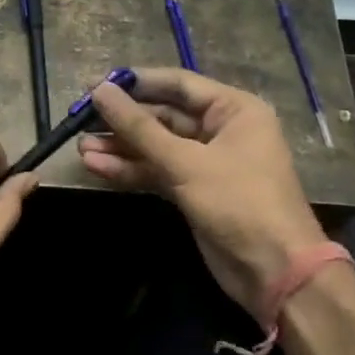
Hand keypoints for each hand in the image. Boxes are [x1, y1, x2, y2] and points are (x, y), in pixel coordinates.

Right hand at [79, 68, 325, 325]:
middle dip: (123, 121)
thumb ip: (139, 127)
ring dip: (120, 148)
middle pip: (163, 116)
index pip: (178, 84)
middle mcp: (221, 130)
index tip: (95, 84)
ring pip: (155, 147)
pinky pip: (156, 171)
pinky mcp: (192, 191)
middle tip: (81, 121)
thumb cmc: (239, 202)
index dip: (136, 83)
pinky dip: (129, 170)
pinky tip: (96, 167)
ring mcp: (205, 163)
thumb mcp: (186, 162)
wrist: (273, 270)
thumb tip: (100, 91)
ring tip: (81, 148)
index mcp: (234, 110)